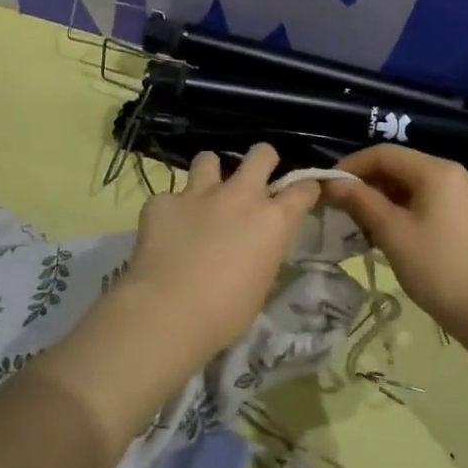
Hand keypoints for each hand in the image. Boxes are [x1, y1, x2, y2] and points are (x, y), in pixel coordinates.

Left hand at [120, 143, 319, 362]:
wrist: (168, 312)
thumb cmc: (225, 313)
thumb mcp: (261, 284)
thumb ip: (263, 253)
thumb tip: (256, 247)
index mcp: (273, 220)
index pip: (303, 188)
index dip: (304, 189)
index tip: (301, 195)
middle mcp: (241, 195)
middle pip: (262, 154)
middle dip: (262, 161)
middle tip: (254, 181)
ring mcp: (199, 193)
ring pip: (209, 158)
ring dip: (210, 174)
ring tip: (204, 195)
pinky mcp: (163, 201)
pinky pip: (168, 196)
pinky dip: (170, 210)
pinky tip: (166, 230)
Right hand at [322, 145, 467, 334]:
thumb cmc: (436, 267)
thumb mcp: (392, 232)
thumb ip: (360, 201)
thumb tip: (331, 183)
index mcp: (436, 170)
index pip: (384, 153)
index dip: (351, 166)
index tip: (326, 186)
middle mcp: (449, 174)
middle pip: (397, 166)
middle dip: (364, 182)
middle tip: (336, 205)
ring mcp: (457, 195)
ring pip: (407, 184)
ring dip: (378, 198)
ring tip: (352, 220)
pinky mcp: (458, 215)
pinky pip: (420, 200)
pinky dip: (396, 209)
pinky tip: (378, 230)